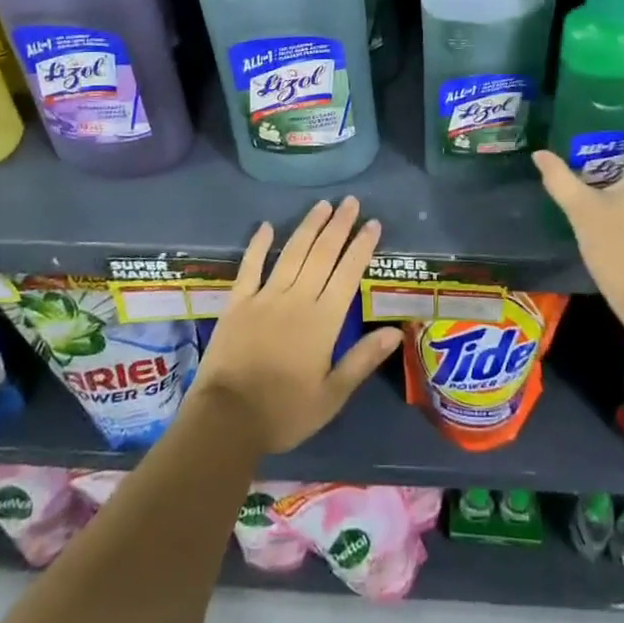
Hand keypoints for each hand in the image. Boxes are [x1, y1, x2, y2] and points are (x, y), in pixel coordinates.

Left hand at [191, 197, 403, 454]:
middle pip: (322, 254)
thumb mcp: (332, 396)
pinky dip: (258, 245)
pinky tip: (266, 226)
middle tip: (350, 201)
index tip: (373, 223)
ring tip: (322, 205)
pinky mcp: (237, 303)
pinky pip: (250, 267)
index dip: (361, 246)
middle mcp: (297, 299)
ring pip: (292, 253)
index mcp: (323, 320)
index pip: (348, 273)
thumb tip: (396, 330)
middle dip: (339, 225)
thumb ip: (363, 359)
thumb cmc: (284, 412)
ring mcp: (265, 297)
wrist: (226, 421)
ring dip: (308, 226)